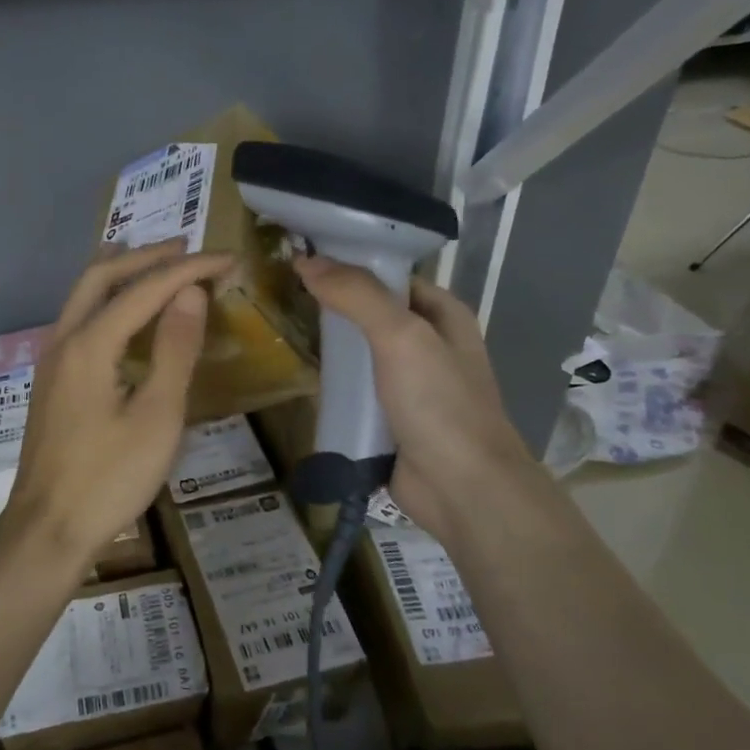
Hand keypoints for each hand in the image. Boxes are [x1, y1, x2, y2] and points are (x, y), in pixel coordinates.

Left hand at [3, 239, 233, 565]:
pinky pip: (79, 318)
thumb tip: (190, 292)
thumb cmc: (109, 478)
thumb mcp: (157, 417)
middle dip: (146, 257)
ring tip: (155, 264)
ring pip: (83, 295)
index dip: (189, 269)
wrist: (47, 529)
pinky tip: (124, 314)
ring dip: (121, 273)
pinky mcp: (51, 380)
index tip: (227, 258)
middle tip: (187, 247)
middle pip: (101, 276)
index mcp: (90, 343)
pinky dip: (107, 299)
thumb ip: (174, 350)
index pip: (146, 288)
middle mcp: (64, 339)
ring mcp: (51, 360)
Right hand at [292, 256, 533, 532]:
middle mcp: (430, 344)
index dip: (351, 266)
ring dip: (332, 350)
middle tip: (285, 298)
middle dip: (334, 308)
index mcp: (443, 315)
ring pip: (362, 355)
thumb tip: (306, 260)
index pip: (390, 276)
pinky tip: (307, 381)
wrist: (463, 489)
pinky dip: (336, 388)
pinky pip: (358, 393)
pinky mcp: (392, 419)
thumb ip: (357, 294)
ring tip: (286, 333)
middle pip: (372, 314)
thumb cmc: (440, 403)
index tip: (302, 261)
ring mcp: (411, 385)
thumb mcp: (401, 336)